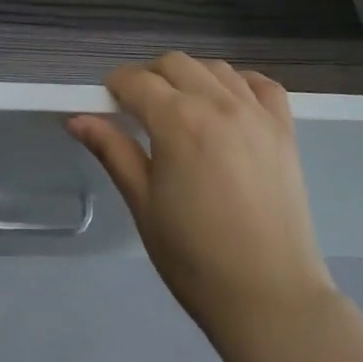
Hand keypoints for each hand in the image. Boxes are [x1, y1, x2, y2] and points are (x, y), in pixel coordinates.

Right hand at [68, 54, 335, 340]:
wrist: (269, 298)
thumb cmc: (194, 257)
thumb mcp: (143, 204)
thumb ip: (113, 151)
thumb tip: (77, 119)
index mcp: (178, 122)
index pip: (136, 80)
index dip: (115, 86)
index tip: (107, 104)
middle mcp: (219, 104)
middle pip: (175, 64)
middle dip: (149, 76)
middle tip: (139, 109)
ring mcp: (257, 114)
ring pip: (215, 68)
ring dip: (190, 77)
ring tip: (180, 108)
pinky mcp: (285, 130)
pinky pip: (262, 84)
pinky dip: (240, 83)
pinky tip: (227, 103)